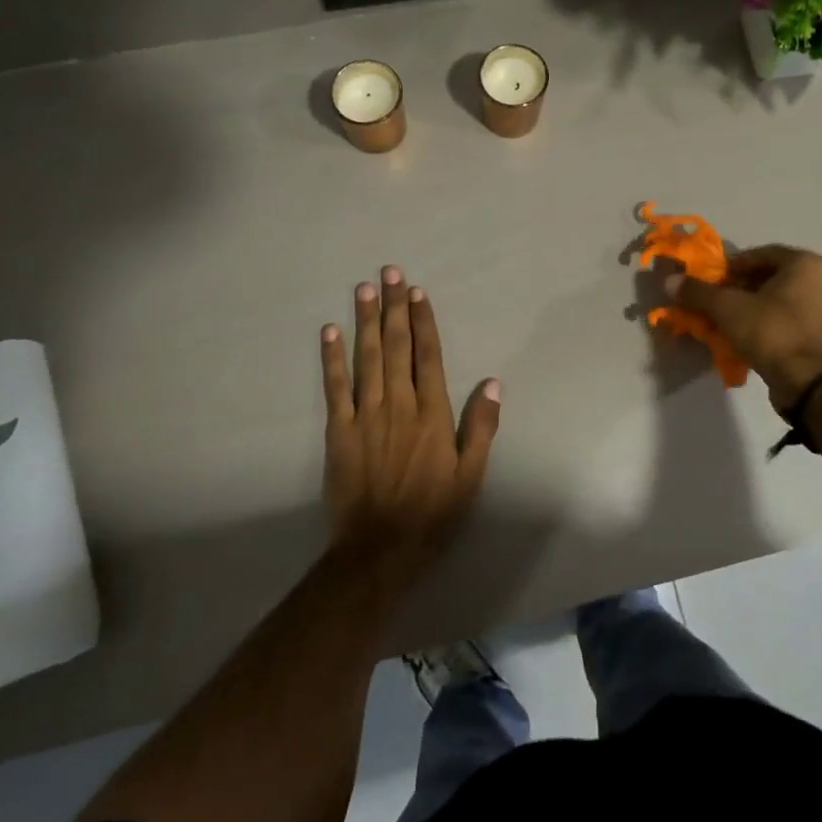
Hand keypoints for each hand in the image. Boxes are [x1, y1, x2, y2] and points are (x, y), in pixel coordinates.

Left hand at [319, 267, 500, 583]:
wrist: (378, 550)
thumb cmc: (432, 514)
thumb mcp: (471, 476)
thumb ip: (481, 427)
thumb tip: (492, 382)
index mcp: (432, 414)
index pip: (428, 357)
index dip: (423, 322)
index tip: (418, 292)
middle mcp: (398, 405)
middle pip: (396, 347)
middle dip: (394, 307)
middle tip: (390, 272)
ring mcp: (365, 416)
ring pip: (366, 358)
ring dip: (366, 321)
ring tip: (364, 288)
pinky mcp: (338, 431)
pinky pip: (334, 387)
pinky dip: (331, 358)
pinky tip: (330, 332)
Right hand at [666, 245, 821, 409]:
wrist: (807, 383)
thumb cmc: (770, 332)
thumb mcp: (727, 308)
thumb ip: (698, 292)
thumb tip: (670, 281)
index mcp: (807, 264)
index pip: (762, 254)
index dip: (733, 266)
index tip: (714, 281)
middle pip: (775, 276)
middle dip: (745, 286)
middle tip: (722, 301)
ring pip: (786, 298)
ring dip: (760, 305)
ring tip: (735, 320)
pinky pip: (797, 319)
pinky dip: (776, 322)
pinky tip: (755, 336)